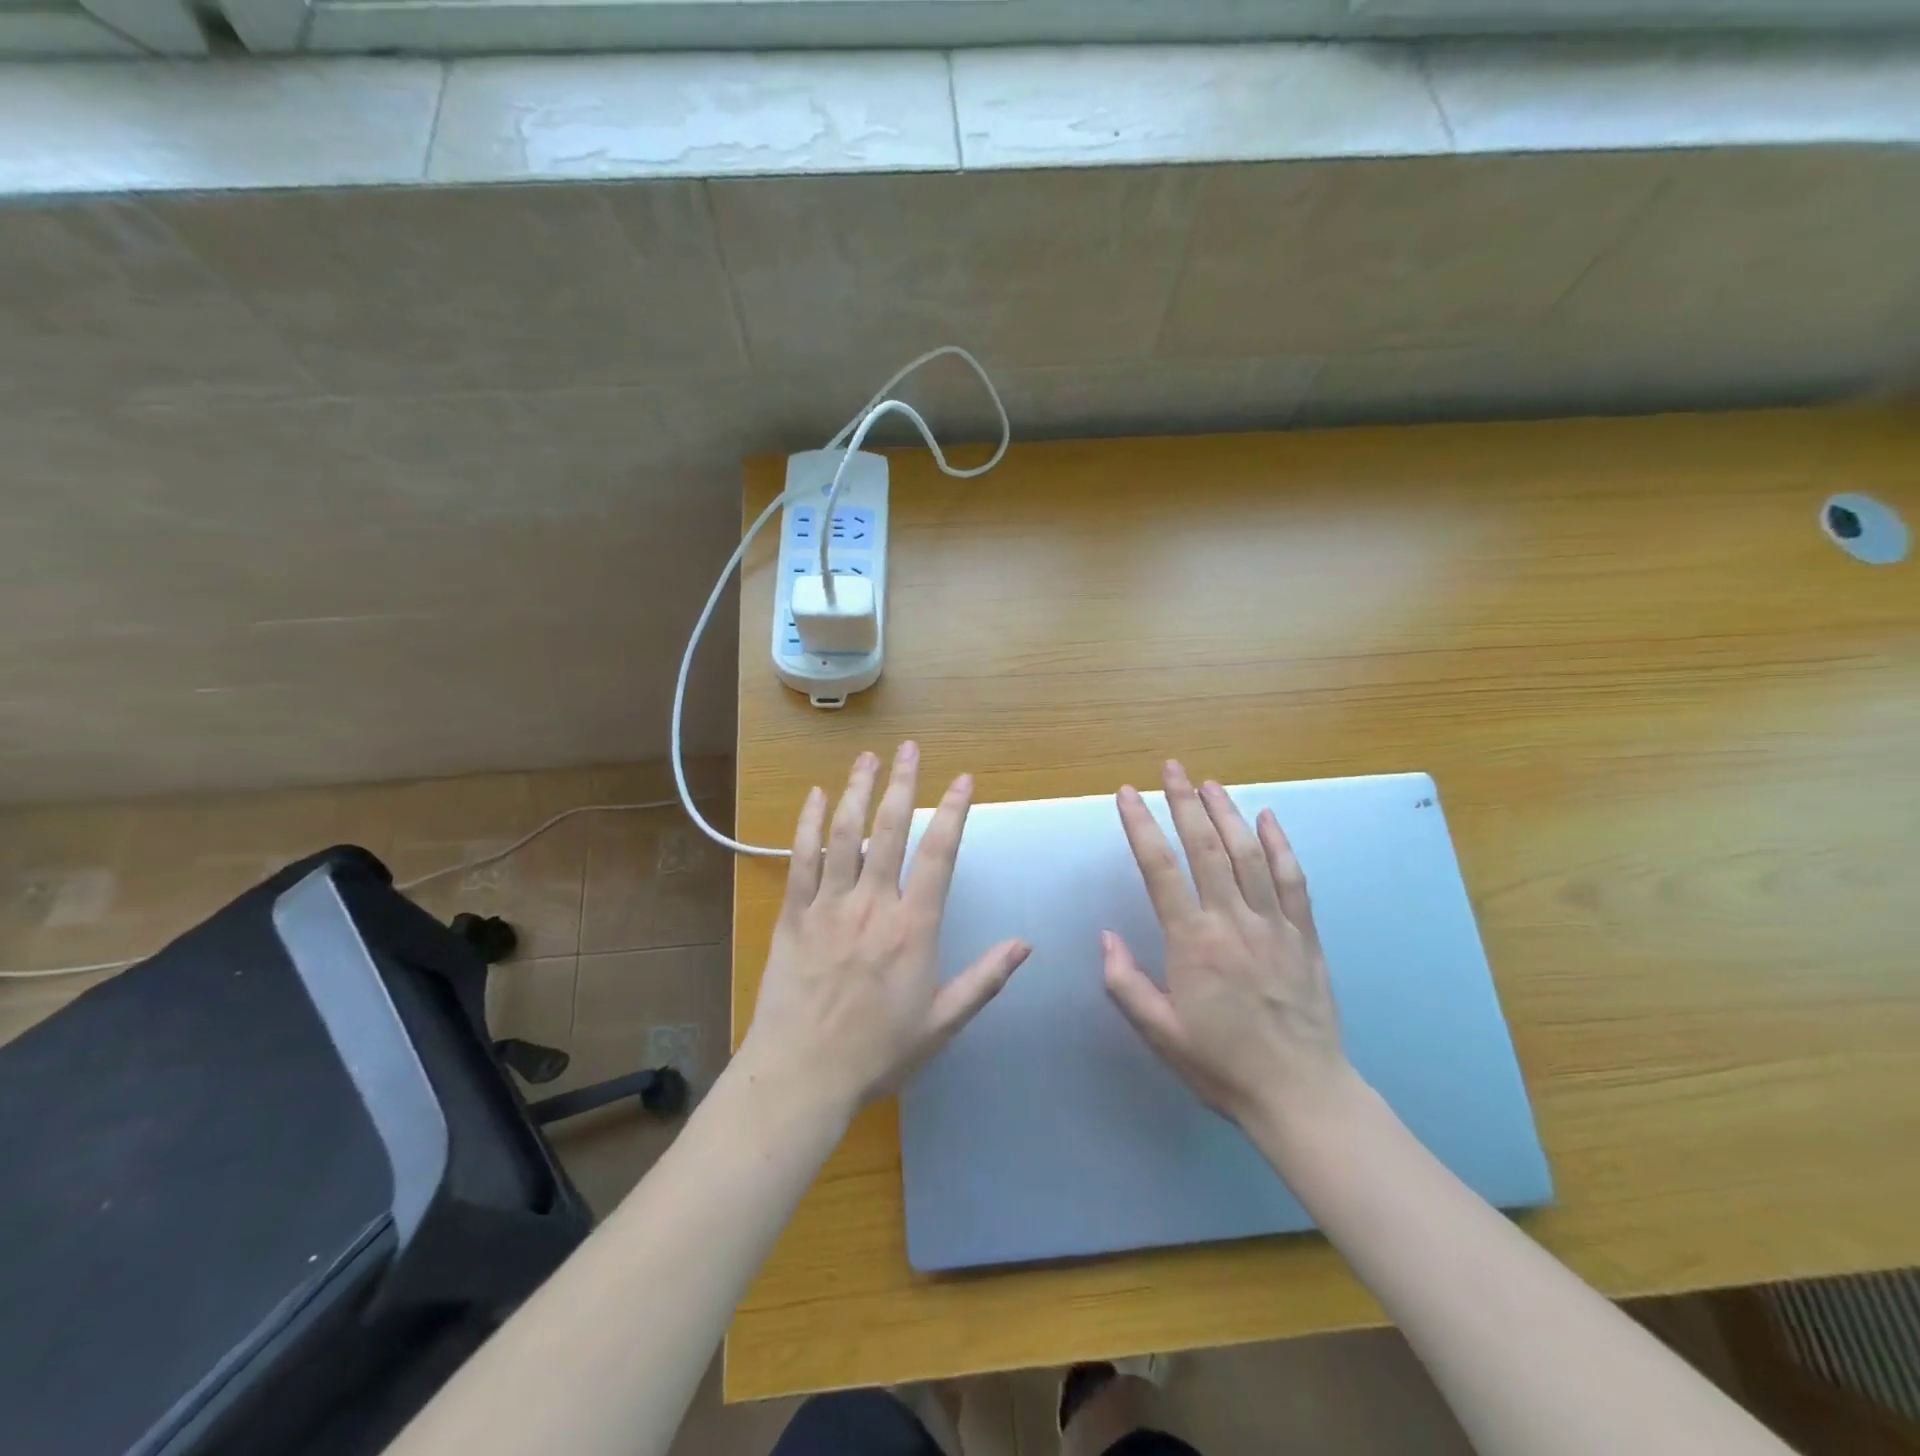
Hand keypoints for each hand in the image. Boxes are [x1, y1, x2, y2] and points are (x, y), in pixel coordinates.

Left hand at [742, 742, 1030, 1115]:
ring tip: (868, 758)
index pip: (939, 855)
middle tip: (909, 748)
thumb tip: (1025, 944)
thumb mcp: (943, 1022)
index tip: (963, 779)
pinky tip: (814, 796)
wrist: (803, 1075)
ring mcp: (830, 906)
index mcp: (913, 928)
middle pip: (891, 830)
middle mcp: (873, 904)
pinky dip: (807, 824)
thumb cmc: (878, 1053)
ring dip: (857, 791)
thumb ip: (984, 979)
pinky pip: (801, 860)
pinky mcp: (794, 915)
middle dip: (903, 784)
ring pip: (845, 834)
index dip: (954, 812)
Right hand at [1102, 760, 1352, 1133]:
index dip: (1141, 826)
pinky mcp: (1305, 935)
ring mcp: (1274, 925)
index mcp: (1193, 943)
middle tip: (1172, 768)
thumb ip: (1125, 984)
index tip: (1128, 794)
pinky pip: (1292, 880)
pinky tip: (1267, 818)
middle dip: (1185, 802)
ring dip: (1227, 813)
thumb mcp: (1160, 1033)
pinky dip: (1279, 844)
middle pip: (1206, 848)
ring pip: (1249, 854)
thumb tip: (1105, 937)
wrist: (1302, 1095)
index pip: (1160, 869)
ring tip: (1209, 783)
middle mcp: (1233, 922)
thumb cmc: (1222, 1065)